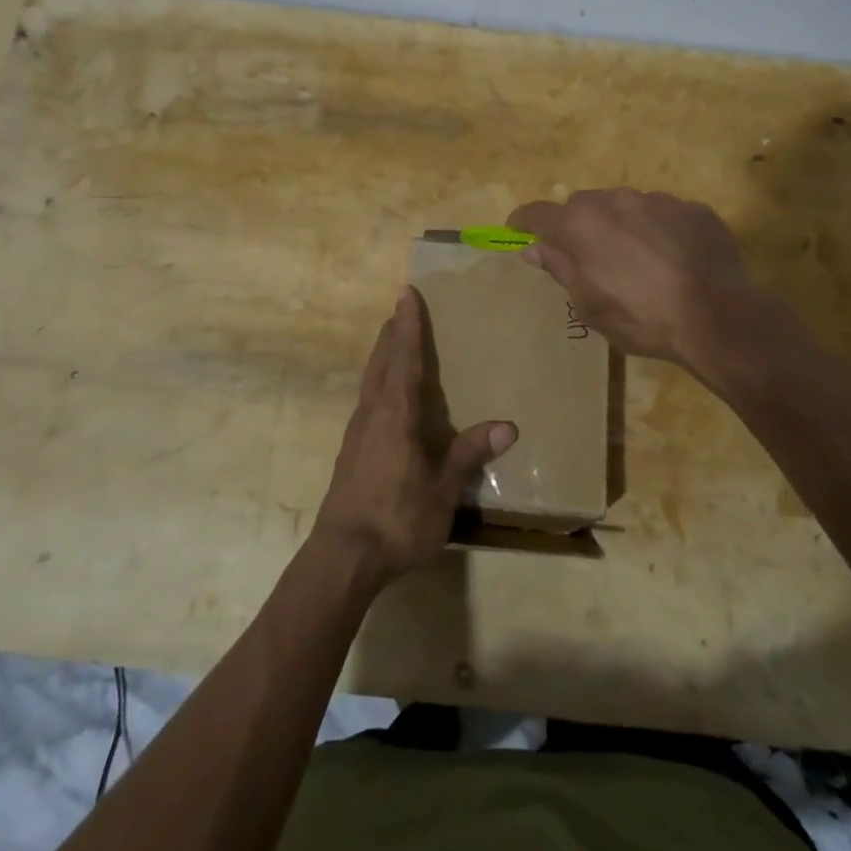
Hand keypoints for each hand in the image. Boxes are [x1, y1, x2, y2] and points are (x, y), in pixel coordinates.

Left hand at [313, 289, 516, 586]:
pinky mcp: (350, 453)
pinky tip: (384, 398)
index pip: (403, 358)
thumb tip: (508, 426)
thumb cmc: (397, 518)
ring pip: (370, 381)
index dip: (408, 325)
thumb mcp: (442, 489)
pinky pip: (366, 401)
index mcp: (395, 414)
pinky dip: (378, 383)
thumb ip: (470, 454)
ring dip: (382, 357)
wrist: (343, 557)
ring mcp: (356, 433)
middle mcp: (371, 414)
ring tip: (393, 344)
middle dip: (392, 334)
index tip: (406, 293)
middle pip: (381, 363)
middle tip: (401, 309)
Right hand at [508, 188, 758, 368]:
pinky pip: (663, 214)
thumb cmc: (642, 318)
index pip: (538, 213)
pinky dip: (657, 230)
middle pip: (583, 204)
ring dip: (620, 225)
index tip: (516, 231)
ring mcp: (659, 200)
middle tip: (584, 255)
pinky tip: (671, 259)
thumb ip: (560, 269)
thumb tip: (534, 249)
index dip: (523, 222)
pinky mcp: (694, 209)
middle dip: (577, 225)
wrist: (719, 316)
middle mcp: (616, 201)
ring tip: (634, 259)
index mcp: (582, 224)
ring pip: (625, 206)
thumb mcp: (590, 305)